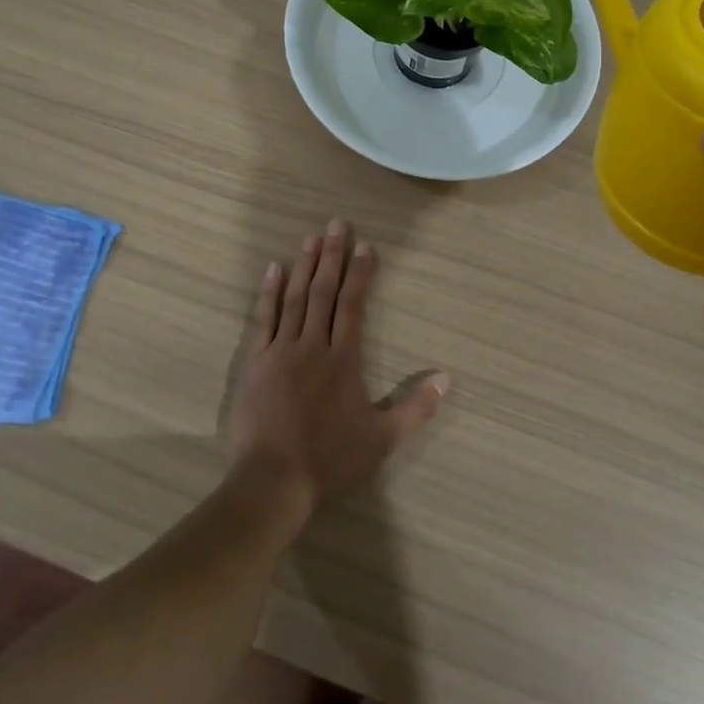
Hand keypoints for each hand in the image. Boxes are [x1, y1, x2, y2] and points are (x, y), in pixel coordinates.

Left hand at [225, 219, 448, 512]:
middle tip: (337, 223)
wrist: (273, 481)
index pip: (354, 305)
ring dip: (304, 265)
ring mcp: (281, 351)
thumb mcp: (382, 439)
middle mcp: (313, 345)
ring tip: (311, 236)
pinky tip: (274, 269)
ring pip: (295, 298)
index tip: (365, 245)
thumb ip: (416, 408)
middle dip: (333, 256)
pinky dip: (268, 292)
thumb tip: (448, 378)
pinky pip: (263, 319)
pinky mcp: (255, 361)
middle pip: (325, 292)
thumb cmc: (330, 459)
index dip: (360, 273)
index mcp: (344, 359)